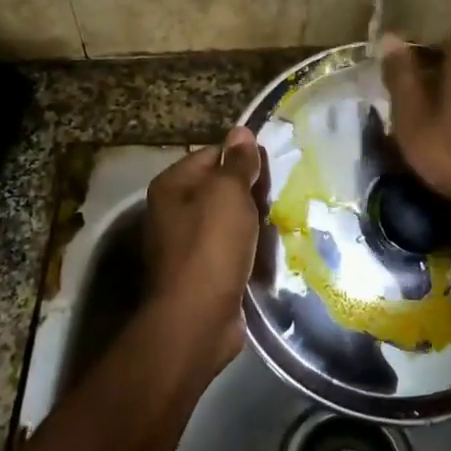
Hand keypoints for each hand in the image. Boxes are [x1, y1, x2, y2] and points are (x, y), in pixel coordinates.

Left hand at [141, 126, 264, 373]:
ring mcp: (184, 245)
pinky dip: (246, 249)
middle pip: (219, 188)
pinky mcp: (200, 273)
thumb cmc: (210, 247)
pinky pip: (228, 250)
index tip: (272, 170)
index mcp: (172, 186)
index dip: (242, 159)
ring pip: (226, 221)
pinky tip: (267, 252)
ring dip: (251, 223)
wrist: (197, 319)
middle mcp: (172, 212)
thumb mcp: (228, 194)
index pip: (212, 155)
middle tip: (279, 198)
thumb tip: (241, 132)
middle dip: (249, 193)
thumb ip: (237, 163)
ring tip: (279, 223)